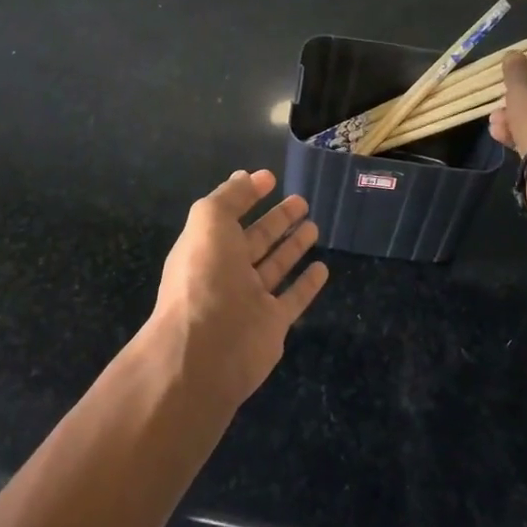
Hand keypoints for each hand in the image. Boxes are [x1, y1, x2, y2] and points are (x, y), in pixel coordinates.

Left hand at [143, 170, 328, 406]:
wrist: (206, 351)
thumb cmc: (204, 278)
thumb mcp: (208, 222)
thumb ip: (229, 197)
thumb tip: (247, 176)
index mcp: (206, 247)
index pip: (229, 216)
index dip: (247, 196)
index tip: (270, 179)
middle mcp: (226, 272)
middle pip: (256, 240)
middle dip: (277, 220)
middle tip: (301, 201)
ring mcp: (250, 300)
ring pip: (275, 266)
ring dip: (292, 246)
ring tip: (314, 225)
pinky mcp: (272, 325)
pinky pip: (293, 299)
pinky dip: (307, 284)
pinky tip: (322, 268)